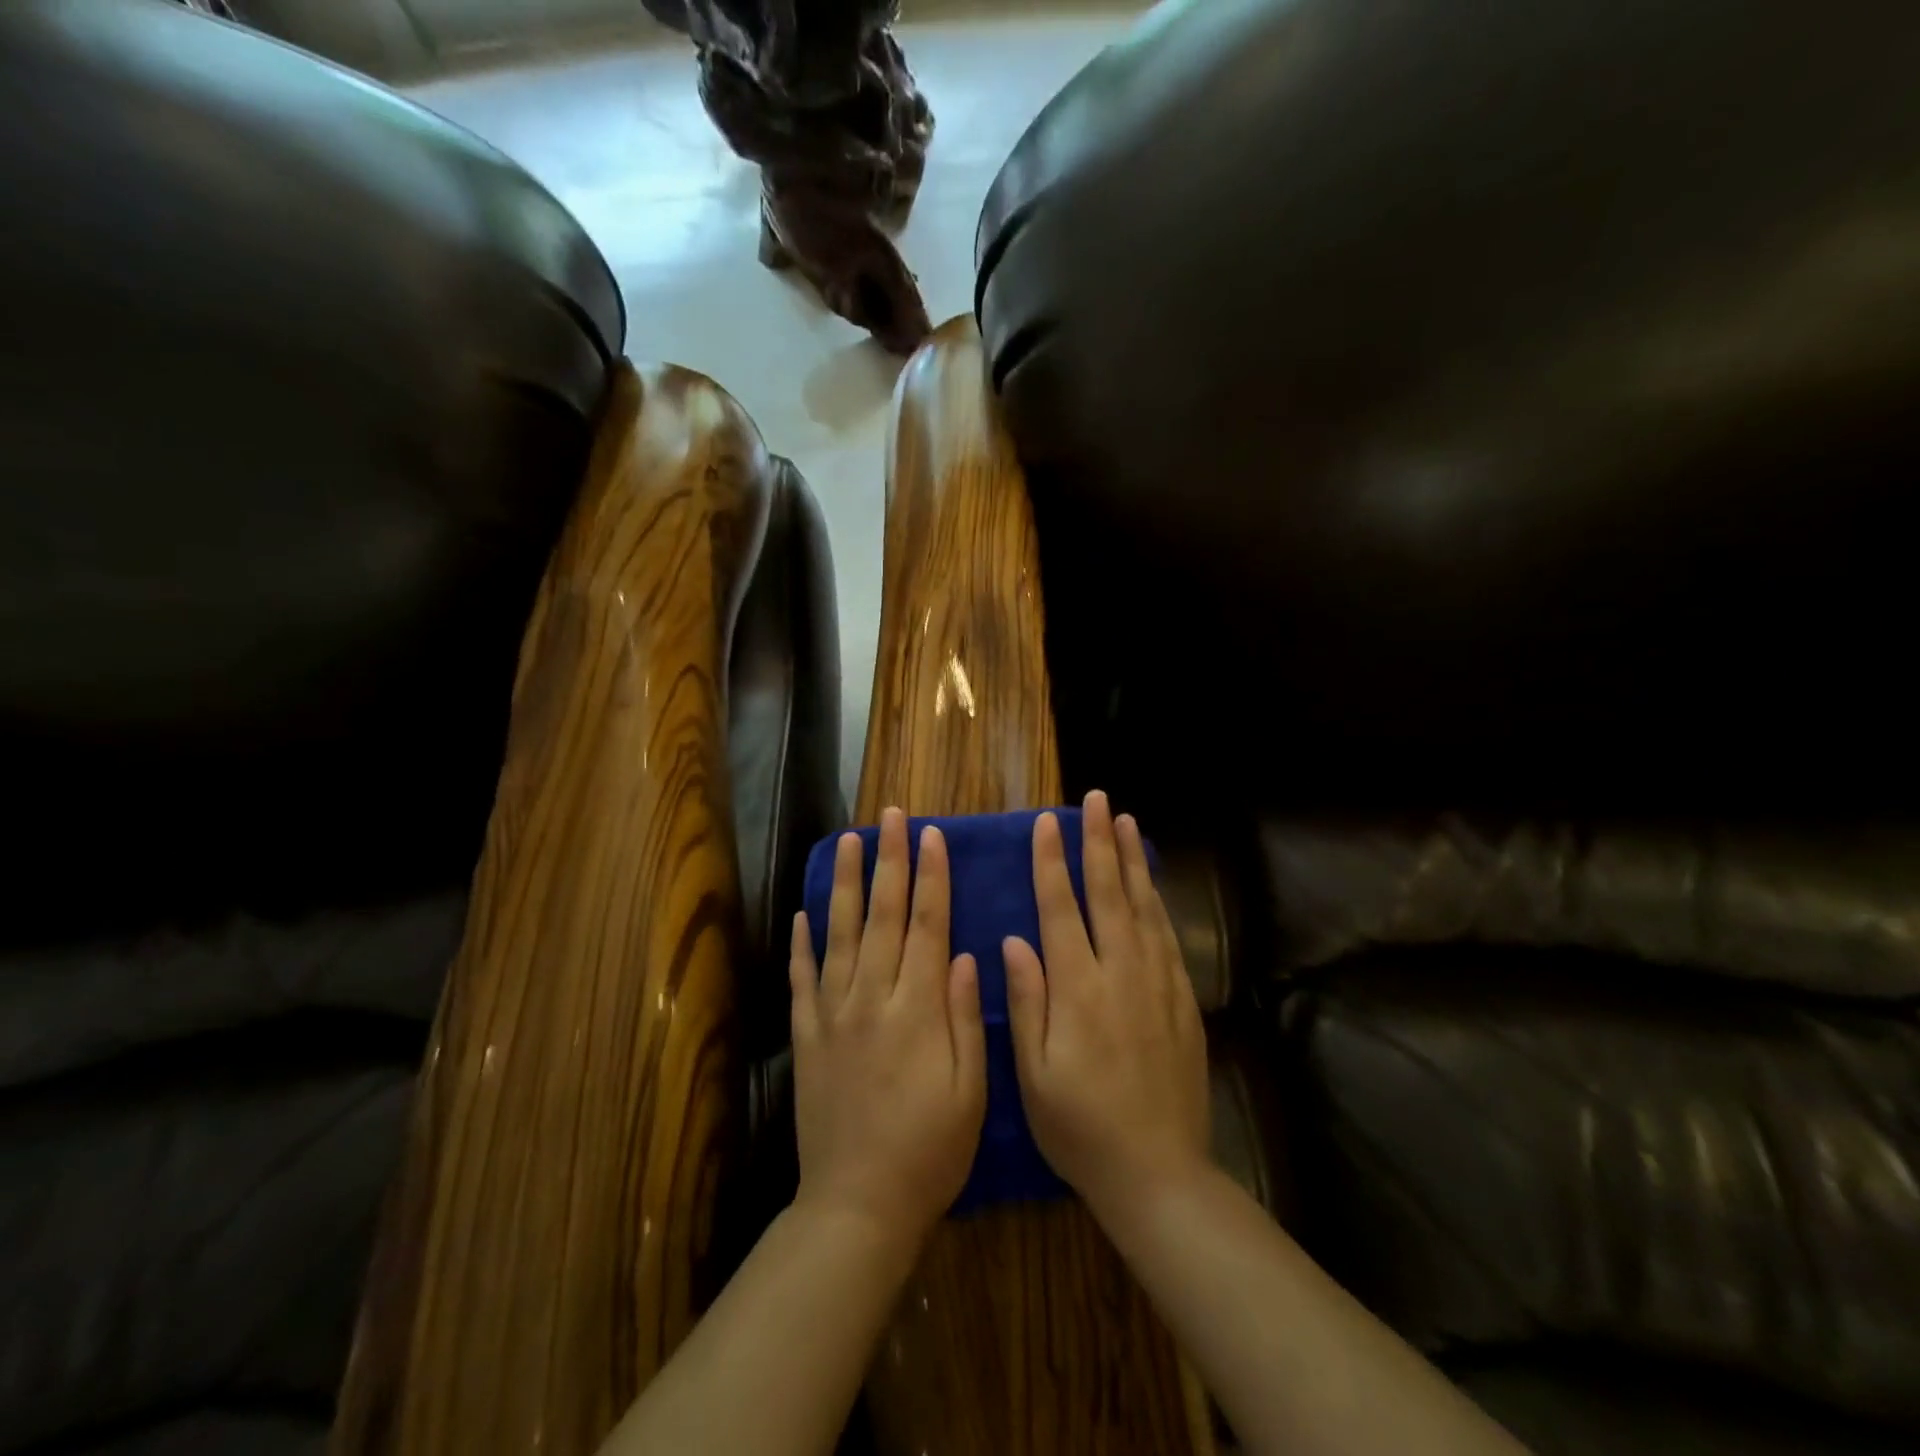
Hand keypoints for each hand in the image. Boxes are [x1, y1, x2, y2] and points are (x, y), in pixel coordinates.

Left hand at [789, 808, 986, 1239]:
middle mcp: (872, 999)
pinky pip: (802, 979)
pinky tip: (802, 912)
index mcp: (918, 1009)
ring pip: (838, 934)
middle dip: (889, 862)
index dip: (931, 878)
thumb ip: (966, 1018)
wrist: (858, 1205)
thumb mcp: (970, 1091)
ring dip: (843, 885)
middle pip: (883, 917)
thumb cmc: (930, 1150)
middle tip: (890, 817)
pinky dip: (801, 943)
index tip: (931, 836)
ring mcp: (833, 1015)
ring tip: (845, 842)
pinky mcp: (806, 1037)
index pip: (928, 926)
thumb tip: (968, 955)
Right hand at [1005, 790, 1210, 1219]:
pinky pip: (1168, 937)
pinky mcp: (1182, 1000)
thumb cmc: (1079, 1126)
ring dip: (1132, 861)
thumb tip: (1014, 941)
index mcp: (1077, 989)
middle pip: (1108, 893)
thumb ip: (1026, 1001)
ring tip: (1126, 822)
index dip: (1052, 862)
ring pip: (1143, 907)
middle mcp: (1120, 974)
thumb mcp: (1033, 1073)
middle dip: (1099, 842)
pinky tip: (1151, 883)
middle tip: (1096, 800)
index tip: (1048, 823)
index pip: (1061, 909)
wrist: (1158, 1172)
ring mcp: (1157, 984)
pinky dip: (1157, 901)